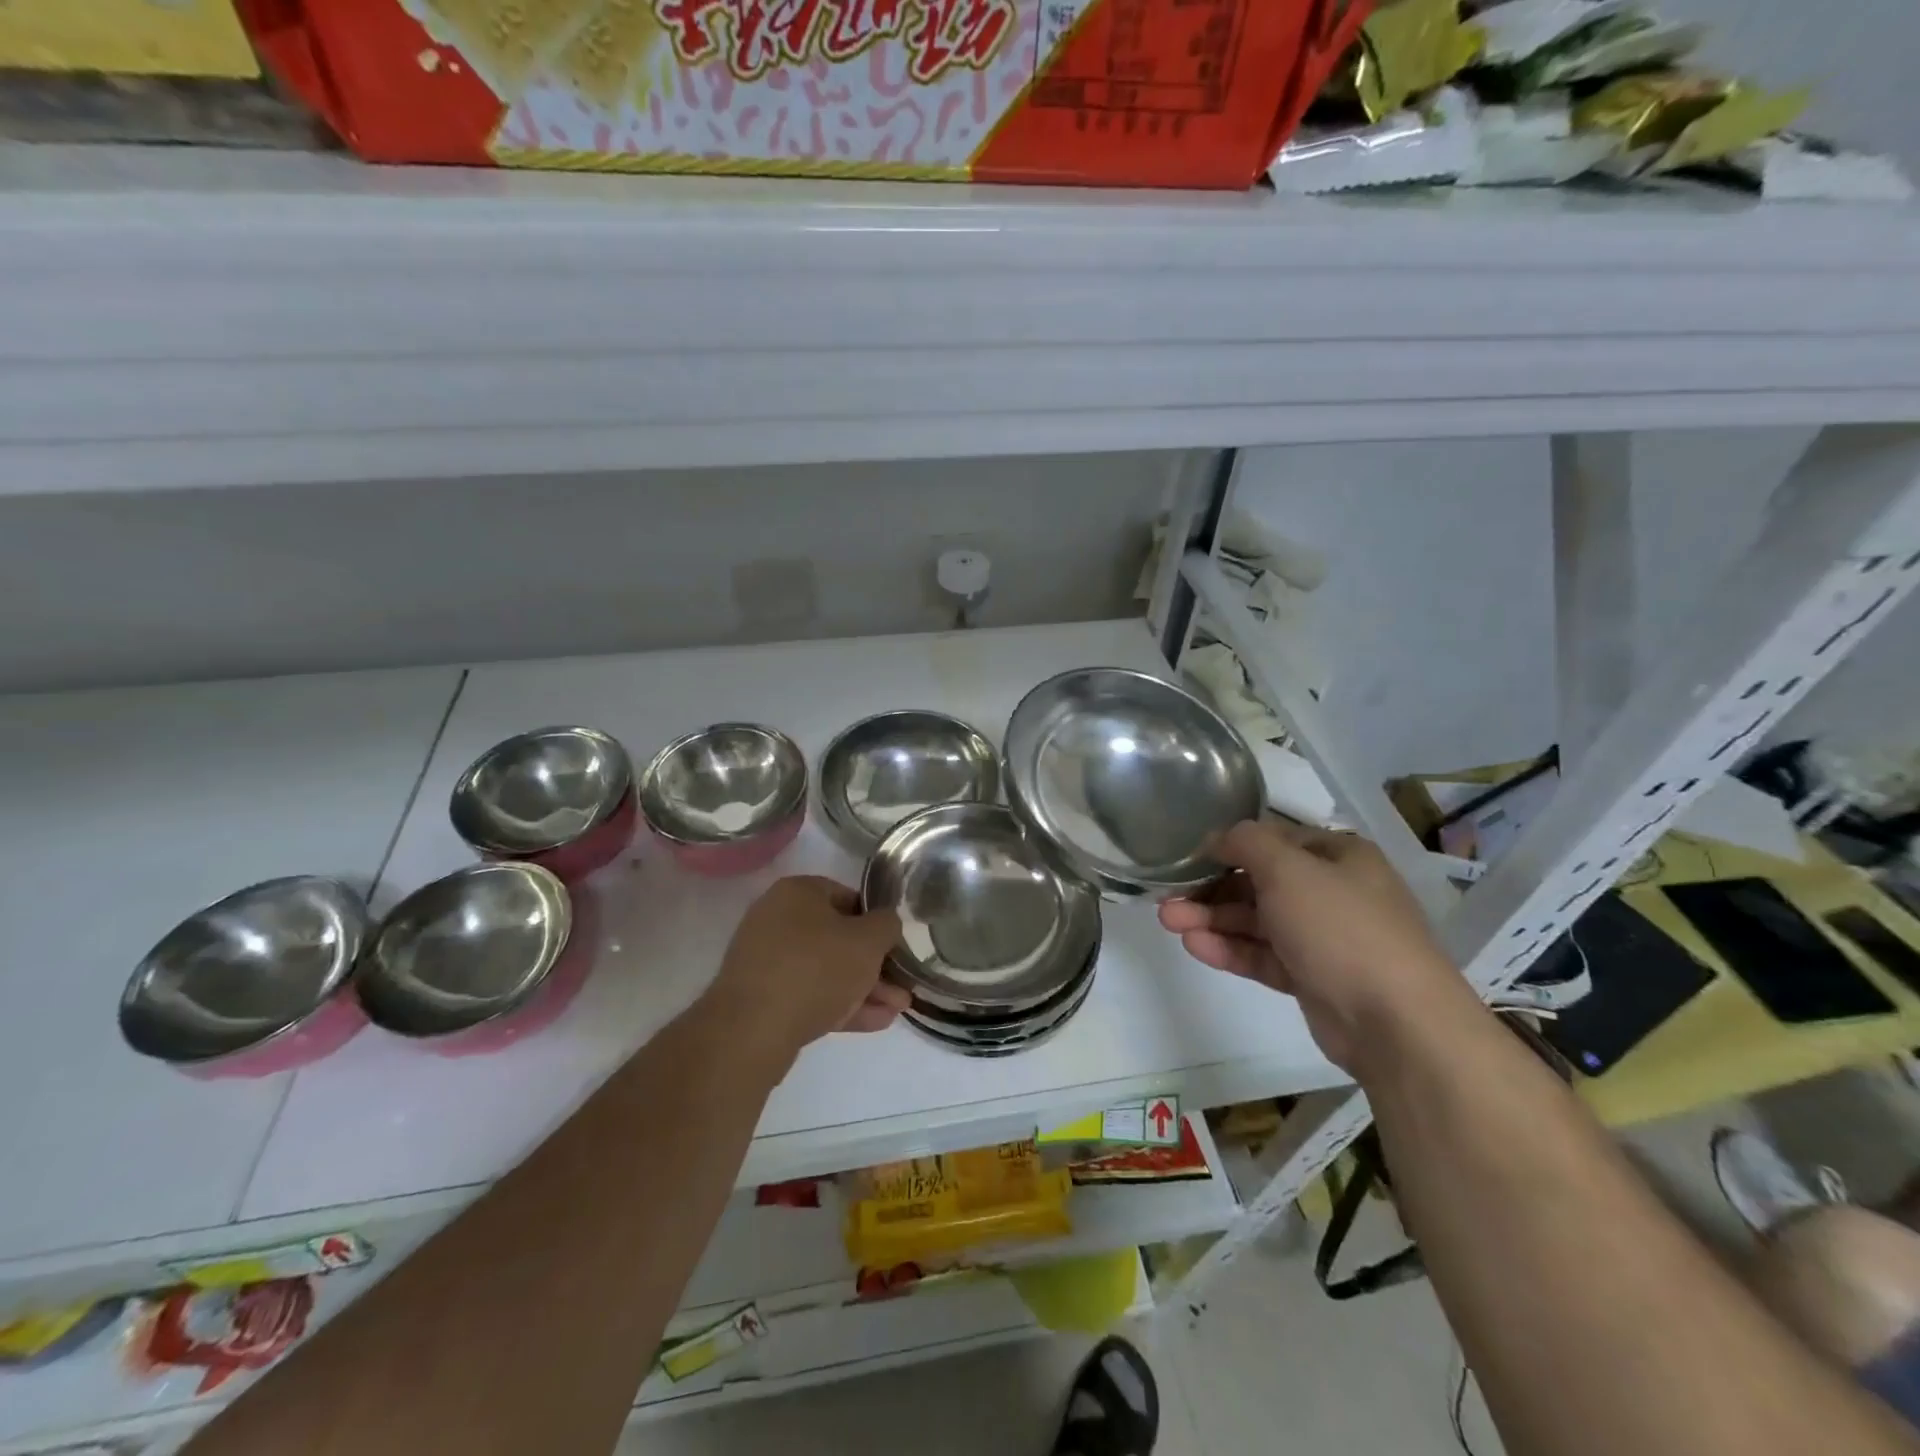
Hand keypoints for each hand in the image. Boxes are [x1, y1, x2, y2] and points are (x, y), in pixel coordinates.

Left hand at [705, 876, 908, 1065]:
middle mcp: (777, 918)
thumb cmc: (816, 968)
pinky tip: (874, 1022)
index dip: (876, 920)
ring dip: (863, 988)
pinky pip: (808, 994)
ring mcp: (766, 959)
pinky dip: (840, 1004)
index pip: (848, 896)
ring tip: (897, 1009)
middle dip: (873, 964)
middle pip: (837, 937)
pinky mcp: (761, 997)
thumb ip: (886, 925)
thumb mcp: (868, 940)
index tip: (894, 945)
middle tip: (901, 985)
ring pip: (825, 970)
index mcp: (797, 892)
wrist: (752, 1030)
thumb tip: (885, 922)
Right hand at [1158, 821, 1468, 1071]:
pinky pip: (1263, 955)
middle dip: (1211, 889)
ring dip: (1212, 919)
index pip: (1274, 840)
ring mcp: (1323, 938)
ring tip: (1168, 922)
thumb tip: (1218, 838)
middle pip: (1260, 883)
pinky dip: (1230, 949)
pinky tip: (1195, 946)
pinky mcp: (1312, 978)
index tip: (1188, 857)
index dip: (1229, 846)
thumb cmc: (1340, 927)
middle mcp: (1333, 892)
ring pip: (1257, 921)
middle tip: (1167, 898)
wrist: (1396, 1022)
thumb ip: (1246, 843)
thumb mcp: (1288, 869)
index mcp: (1338, 856)